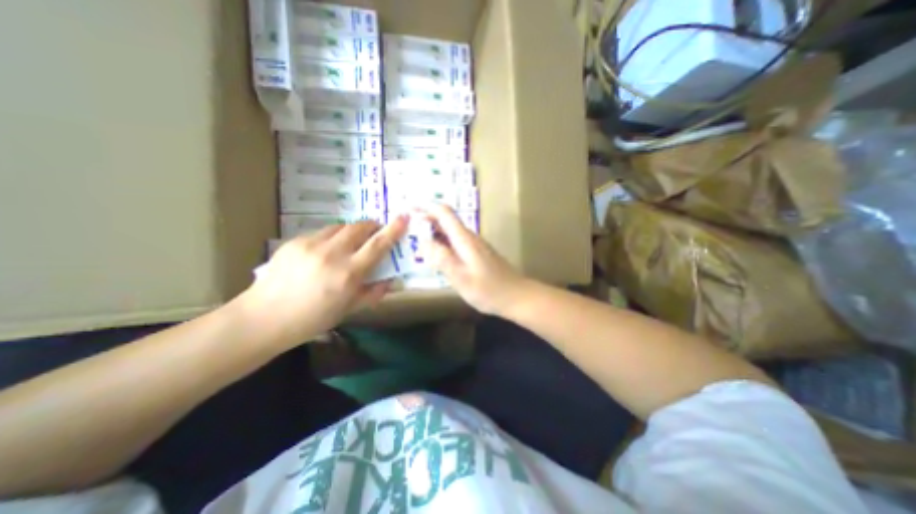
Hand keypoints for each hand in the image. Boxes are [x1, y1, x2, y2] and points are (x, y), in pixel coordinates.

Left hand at [240, 214, 407, 347]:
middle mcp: (332, 254)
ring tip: (350, 243)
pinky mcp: (295, 242)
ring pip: (341, 227)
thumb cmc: (312, 319)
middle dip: (372, 226)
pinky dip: (332, 237)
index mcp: (348, 274)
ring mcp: (311, 245)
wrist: (263, 318)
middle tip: (376, 232)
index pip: (378, 245)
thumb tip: (391, 281)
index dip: (393, 230)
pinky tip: (326, 251)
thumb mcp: (349, 310)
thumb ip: (373, 293)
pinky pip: (322, 232)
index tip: (403, 217)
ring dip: (352, 231)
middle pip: (359, 227)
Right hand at [419, 202, 526, 315]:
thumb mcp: (460, 277)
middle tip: (408, 229)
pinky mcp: (478, 254)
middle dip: (427, 220)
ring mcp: (475, 246)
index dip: (427, 207)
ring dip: (434, 233)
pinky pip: (456, 243)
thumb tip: (423, 241)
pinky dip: (443, 244)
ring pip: (451, 233)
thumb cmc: (488, 289)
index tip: (410, 209)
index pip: (445, 213)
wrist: (516, 296)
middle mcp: (470, 238)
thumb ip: (441, 259)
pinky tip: (437, 256)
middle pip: (447, 221)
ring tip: (418, 243)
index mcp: (465, 239)